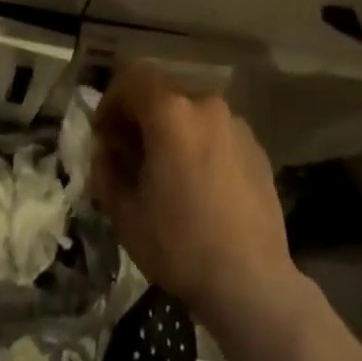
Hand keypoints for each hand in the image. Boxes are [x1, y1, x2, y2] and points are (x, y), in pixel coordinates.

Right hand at [90, 64, 296, 327]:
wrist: (252, 283)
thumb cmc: (180, 246)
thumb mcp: (126, 214)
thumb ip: (107, 171)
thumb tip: (106, 152)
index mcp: (171, 112)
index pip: (132, 76)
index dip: (111, 100)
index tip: (105, 136)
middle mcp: (205, 105)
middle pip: (163, 93)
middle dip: (141, 117)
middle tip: (131, 156)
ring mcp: (236, 124)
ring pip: (191, 113)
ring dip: (172, 131)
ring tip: (168, 173)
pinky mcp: (256, 147)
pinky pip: (216, 132)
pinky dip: (200, 145)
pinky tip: (200, 185)